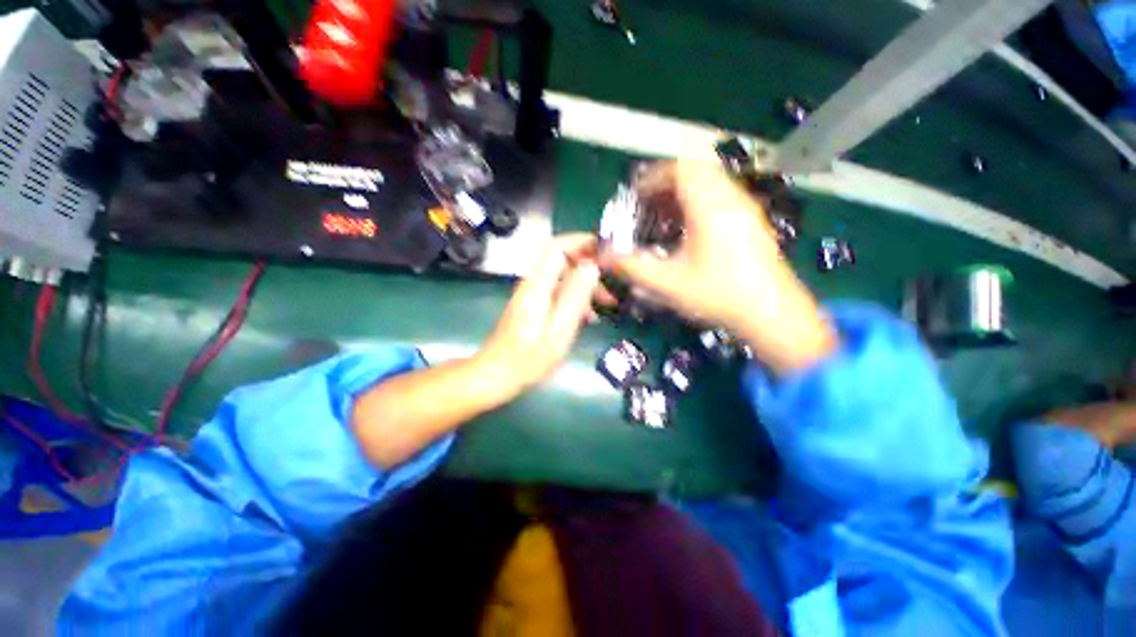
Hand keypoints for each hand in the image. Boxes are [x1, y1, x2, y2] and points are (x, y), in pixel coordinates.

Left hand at [478, 234, 601, 394]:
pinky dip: (575, 298)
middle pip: (562, 260)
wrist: (496, 375)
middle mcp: (532, 284)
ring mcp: (531, 295)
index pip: (557, 247)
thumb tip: (591, 266)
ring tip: (607, 303)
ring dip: (585, 285)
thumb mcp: (559, 330)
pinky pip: (558, 292)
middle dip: (589, 267)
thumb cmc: (529, 359)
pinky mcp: (532, 306)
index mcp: (537, 287)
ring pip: (562, 278)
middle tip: (612, 283)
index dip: (581, 241)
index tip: (605, 248)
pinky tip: (589, 316)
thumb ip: (575, 297)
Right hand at [603, 158, 836, 373]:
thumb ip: (632, 268)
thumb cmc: (719, 295)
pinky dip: (700, 203)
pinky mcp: (752, 222)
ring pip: (710, 183)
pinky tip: (689, 232)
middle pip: (696, 171)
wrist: (773, 315)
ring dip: (683, 194)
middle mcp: (731, 199)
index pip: (680, 169)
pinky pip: (722, 197)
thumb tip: (604, 258)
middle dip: (666, 185)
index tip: (635, 197)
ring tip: (664, 219)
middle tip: (648, 206)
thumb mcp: (668, 283)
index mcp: (710, 207)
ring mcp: (746, 209)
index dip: (653, 178)